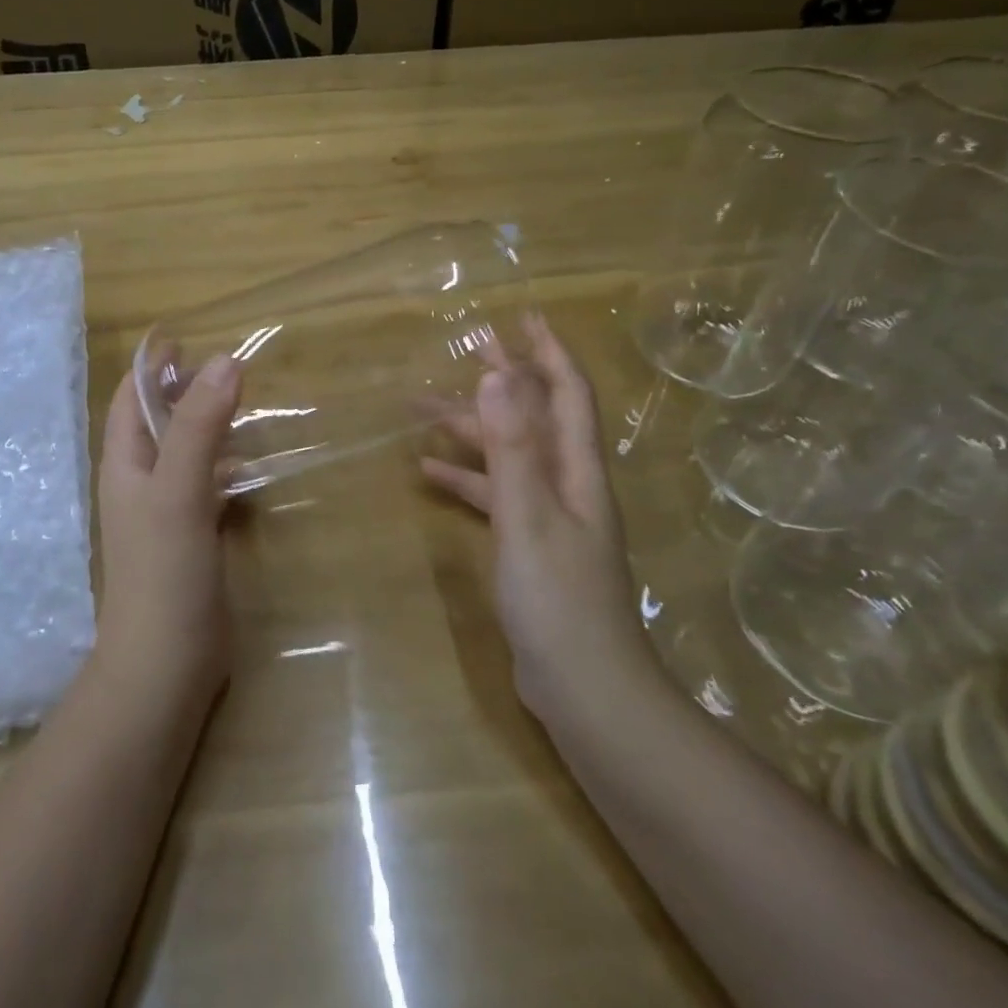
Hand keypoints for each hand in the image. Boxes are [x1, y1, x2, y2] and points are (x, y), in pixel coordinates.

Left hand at [95, 355, 240, 702]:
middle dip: (181, 389)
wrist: (166, 663)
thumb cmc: (164, 571)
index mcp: (124, 464)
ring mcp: (164, 512)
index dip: (151, 365)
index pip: (129, 398)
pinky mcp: (190, 537)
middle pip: (156, 421)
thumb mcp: (179, 489)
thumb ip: (199, 426)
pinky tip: (246, 465)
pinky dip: (221, 465)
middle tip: (223, 366)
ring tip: (240, 402)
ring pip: (182, 452)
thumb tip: (225, 360)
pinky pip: (203, 485)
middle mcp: (139, 482)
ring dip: (204, 424)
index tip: (183, 335)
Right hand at [421, 312, 648, 713]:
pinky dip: (465, 479)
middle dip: (502, 380)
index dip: (547, 352)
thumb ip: (512, 445)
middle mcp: (567, 485)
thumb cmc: (559, 598)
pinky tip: (428, 473)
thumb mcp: (530, 515)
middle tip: (465, 350)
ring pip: (508, 455)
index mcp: (576, 470)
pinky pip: (494, 496)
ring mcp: (548, 517)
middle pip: (533, 417)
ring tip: (421, 410)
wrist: (585, 690)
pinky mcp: (528, 546)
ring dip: (472, 430)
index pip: (567, 394)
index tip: (522, 316)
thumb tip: (498, 372)